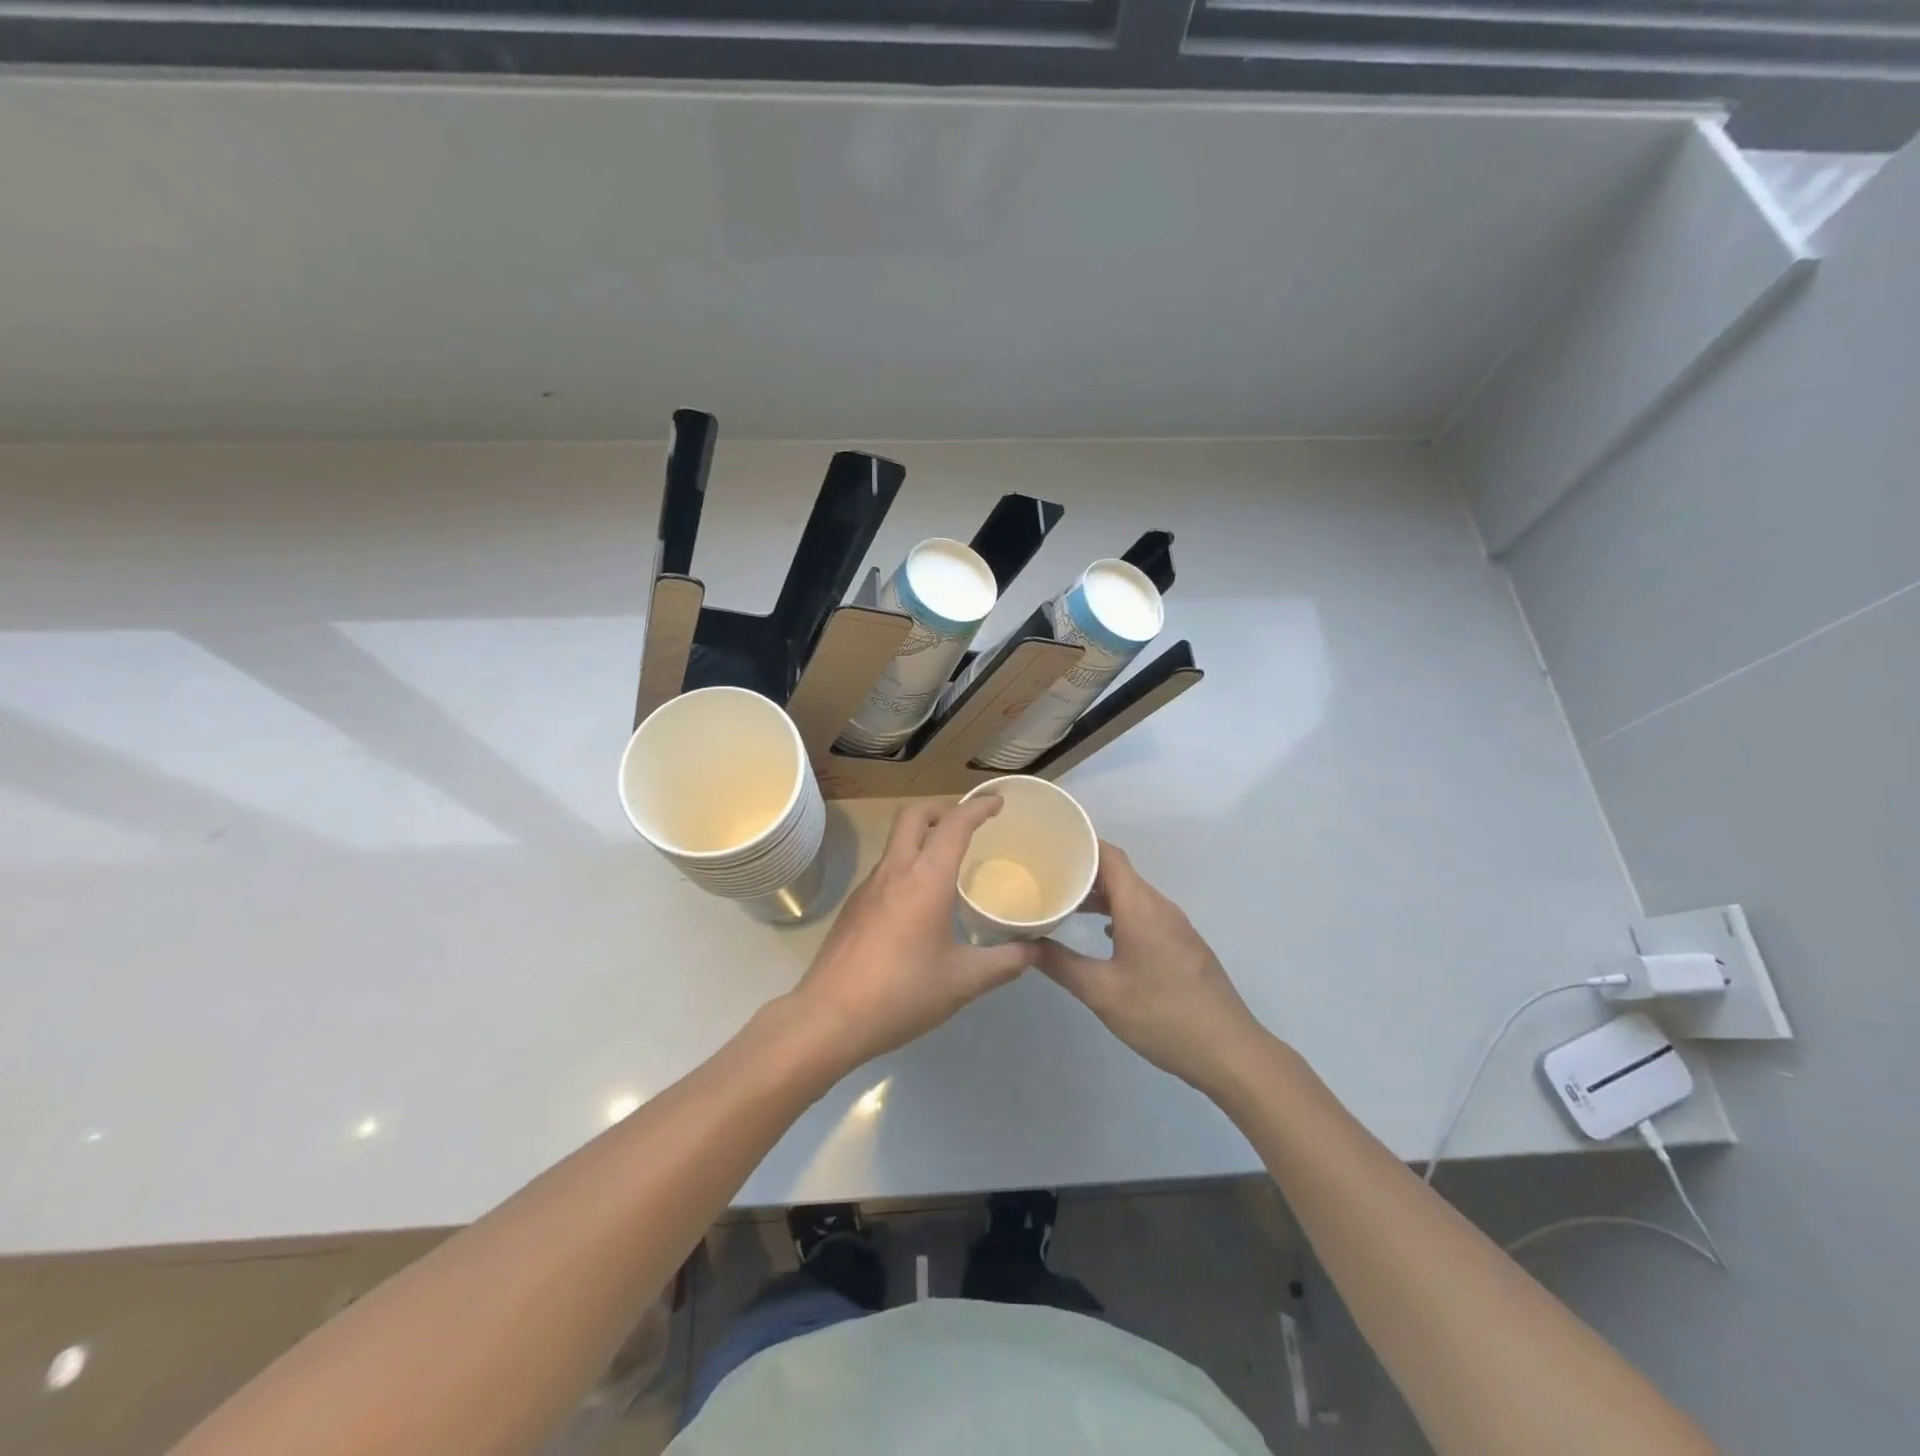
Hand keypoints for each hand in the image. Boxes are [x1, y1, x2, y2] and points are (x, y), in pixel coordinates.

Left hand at [788, 796, 1036, 1072]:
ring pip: (896, 841)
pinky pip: (886, 869)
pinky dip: (908, 865)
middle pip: (914, 815)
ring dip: (923, 836)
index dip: (978, 807)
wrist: (829, 1017)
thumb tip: (1035, 949)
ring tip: (949, 863)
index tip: (997, 803)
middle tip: (968, 823)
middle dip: (943, 808)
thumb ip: (1004, 961)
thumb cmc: (902, 993)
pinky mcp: (853, 907)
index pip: (954, 824)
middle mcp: (895, 871)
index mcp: (926, 879)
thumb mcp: (963, 981)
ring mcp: (868, 887)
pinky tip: (921, 902)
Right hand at [1037, 842, 1267, 1093]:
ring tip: (1066, 904)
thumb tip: (1022, 945)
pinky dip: (1119, 914)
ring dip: (1101, 895)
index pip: (1108, 855)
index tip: (1048, 846)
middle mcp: (1160, 907)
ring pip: (1132, 895)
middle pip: (1119, 873)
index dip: (1079, 844)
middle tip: (1046, 877)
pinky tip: (1102, 934)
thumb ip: (1060, 964)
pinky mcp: (1183, 945)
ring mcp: (1176, 926)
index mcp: (1141, 907)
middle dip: (1082, 871)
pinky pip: (1144, 914)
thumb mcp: (1101, 992)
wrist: (1229, 1051)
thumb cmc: (1162, 1015)